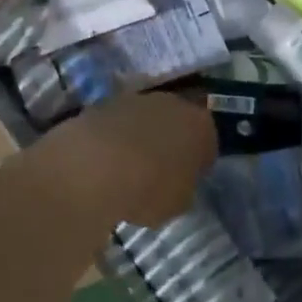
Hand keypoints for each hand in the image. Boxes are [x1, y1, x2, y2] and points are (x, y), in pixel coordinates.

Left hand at [47, 92, 217, 226]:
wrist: (94, 167)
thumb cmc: (149, 188)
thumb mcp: (180, 202)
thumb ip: (185, 186)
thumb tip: (178, 181)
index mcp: (200, 125)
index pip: (208, 142)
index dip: (199, 162)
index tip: (189, 179)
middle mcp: (173, 103)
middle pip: (177, 122)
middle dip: (171, 142)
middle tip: (160, 171)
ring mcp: (137, 99)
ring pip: (146, 119)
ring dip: (141, 137)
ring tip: (128, 168)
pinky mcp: (105, 103)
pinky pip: (118, 124)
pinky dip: (115, 138)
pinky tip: (105, 162)